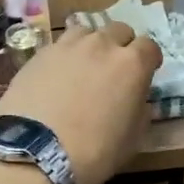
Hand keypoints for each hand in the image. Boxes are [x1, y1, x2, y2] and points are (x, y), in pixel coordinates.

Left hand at [0, 20, 160, 183]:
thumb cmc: (94, 151)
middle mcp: (101, 45)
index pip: (149, 46)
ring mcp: (67, 46)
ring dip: (91, 46)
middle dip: (121, 46)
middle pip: (119, 31)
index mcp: (132, 64)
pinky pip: (59, 46)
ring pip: (87, 32)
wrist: (35, 153)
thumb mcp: (133, 139)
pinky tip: (56, 77)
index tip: (144, 74)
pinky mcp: (39, 54)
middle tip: (114, 70)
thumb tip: (135, 99)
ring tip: (83, 68)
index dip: (149, 60)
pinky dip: (64, 57)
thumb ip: (140, 110)